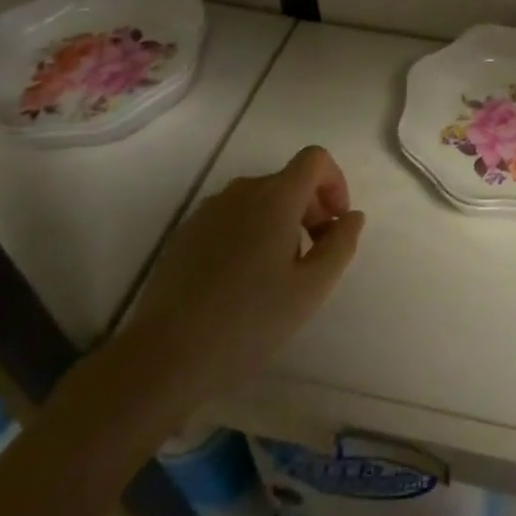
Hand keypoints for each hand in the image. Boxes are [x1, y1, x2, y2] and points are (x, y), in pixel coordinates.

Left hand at [87, 145, 364, 448]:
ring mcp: (208, 211)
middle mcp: (241, 191)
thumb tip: (351, 216)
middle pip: (287, 181)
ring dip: (279, 223)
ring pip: (258, 200)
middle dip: (310, 209)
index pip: (315, 159)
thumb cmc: (249, 321)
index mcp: (276, 196)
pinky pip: (230, 219)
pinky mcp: (185, 234)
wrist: (164, 356)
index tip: (336, 223)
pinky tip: (241, 283)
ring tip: (277, 275)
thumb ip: (340, 245)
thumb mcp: (311, 289)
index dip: (335, 182)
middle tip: (313, 257)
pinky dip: (248, 234)